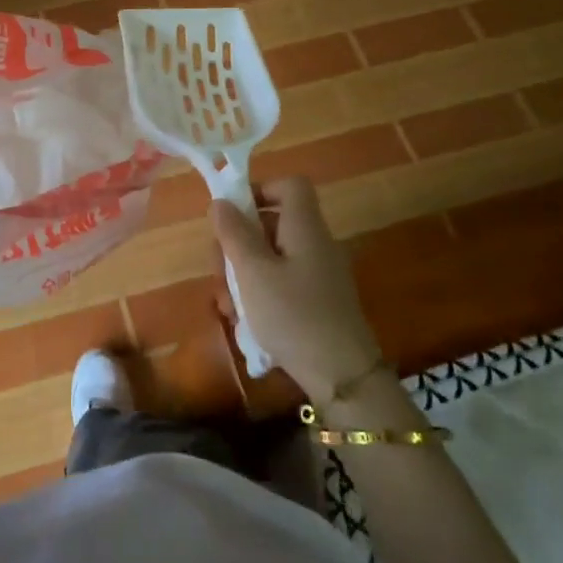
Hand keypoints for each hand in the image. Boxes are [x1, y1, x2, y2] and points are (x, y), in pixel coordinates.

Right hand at [210, 177, 384, 400]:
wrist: (343, 377)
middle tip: (219, 271)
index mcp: (305, 227)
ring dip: (243, 273)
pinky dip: (260, 293)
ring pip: (271, 257)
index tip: (232, 215)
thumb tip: (221, 201)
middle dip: (238, 243)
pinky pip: (282, 282)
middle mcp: (315, 244)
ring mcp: (319, 274)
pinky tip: (244, 321)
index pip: (290, 185)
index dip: (260, 190)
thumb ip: (234, 233)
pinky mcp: (318, 301)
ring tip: (227, 305)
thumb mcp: (253, 272)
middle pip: (272, 223)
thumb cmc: (293, 315)